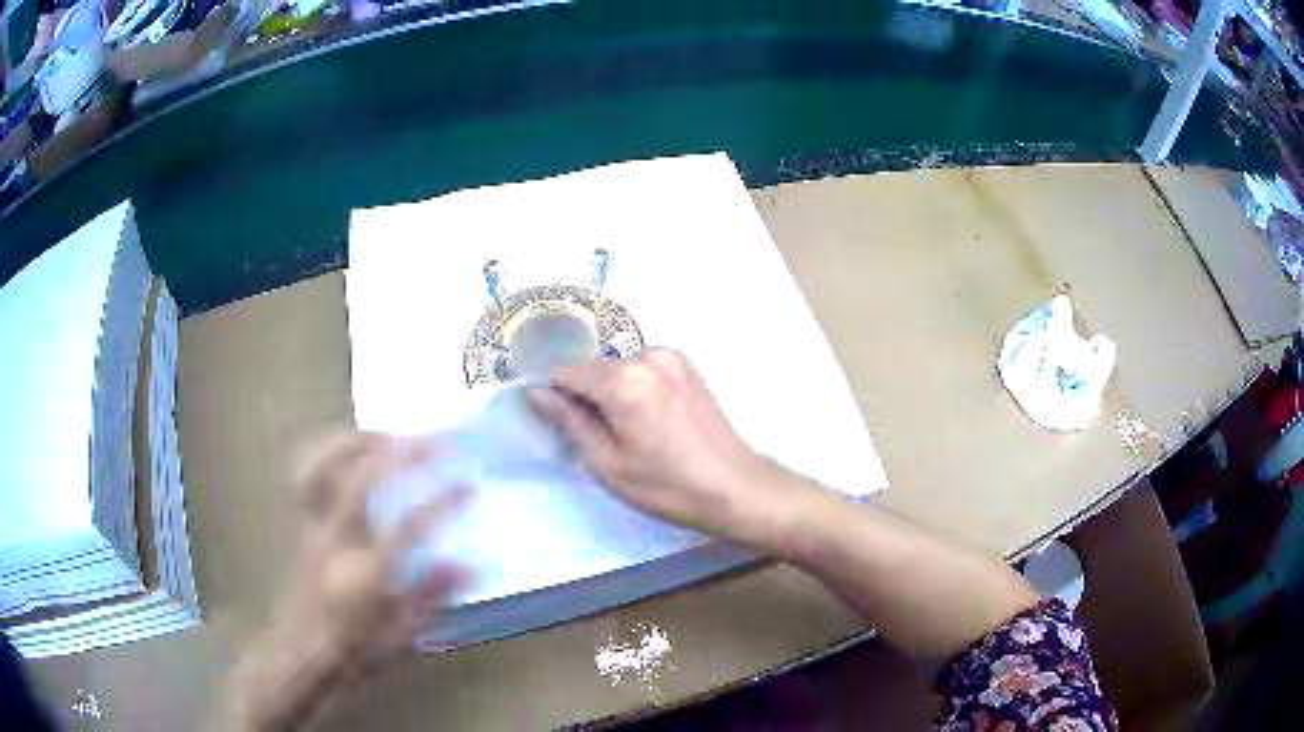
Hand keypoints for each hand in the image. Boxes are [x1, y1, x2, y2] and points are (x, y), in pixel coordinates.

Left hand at [216, 431, 468, 731]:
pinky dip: (326, 454)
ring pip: (325, 466)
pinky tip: (347, 453)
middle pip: (364, 478)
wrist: (300, 655)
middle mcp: (337, 540)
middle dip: (403, 452)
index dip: (442, 502)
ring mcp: (314, 527)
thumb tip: (470, 564)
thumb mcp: (401, 636)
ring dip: (358, 441)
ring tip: (386, 436)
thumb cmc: (354, 651)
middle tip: (433, 443)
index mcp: (367, 573)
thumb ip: (431, 597)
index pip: (410, 527)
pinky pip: (308, 475)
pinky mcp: (302, 524)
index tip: (468, 487)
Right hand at [526, 349, 801, 548]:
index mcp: (623, 380)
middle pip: (593, 369)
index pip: (565, 372)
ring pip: (618, 369)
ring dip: (613, 392)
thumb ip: (568, 421)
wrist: (734, 487)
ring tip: (633, 433)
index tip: (564, 426)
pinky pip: (643, 369)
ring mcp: (671, 356)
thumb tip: (534, 392)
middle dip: (587, 397)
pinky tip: (653, 420)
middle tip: (603, 439)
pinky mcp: (687, 364)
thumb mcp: (607, 463)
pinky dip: (637, 388)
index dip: (556, 397)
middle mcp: (647, 355)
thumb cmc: (666, 486)